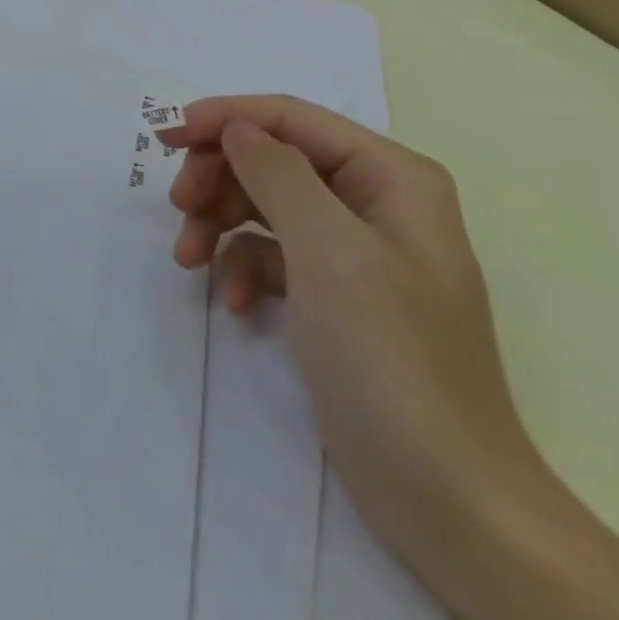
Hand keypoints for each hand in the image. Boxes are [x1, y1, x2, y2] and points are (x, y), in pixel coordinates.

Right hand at [164, 97, 618, 619]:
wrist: (448, 501)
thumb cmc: (390, 356)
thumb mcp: (328, 250)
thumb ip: (275, 171)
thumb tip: (234, 127)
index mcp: (390, 176)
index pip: (291, 118)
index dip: (226, 118)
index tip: (169, 137)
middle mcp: (374, 202)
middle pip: (271, 158)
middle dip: (219, 177)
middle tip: (178, 205)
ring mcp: (354, 251)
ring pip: (263, 203)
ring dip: (219, 223)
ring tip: (188, 258)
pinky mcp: (334, 295)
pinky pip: (271, 254)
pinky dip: (242, 267)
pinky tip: (232, 302)